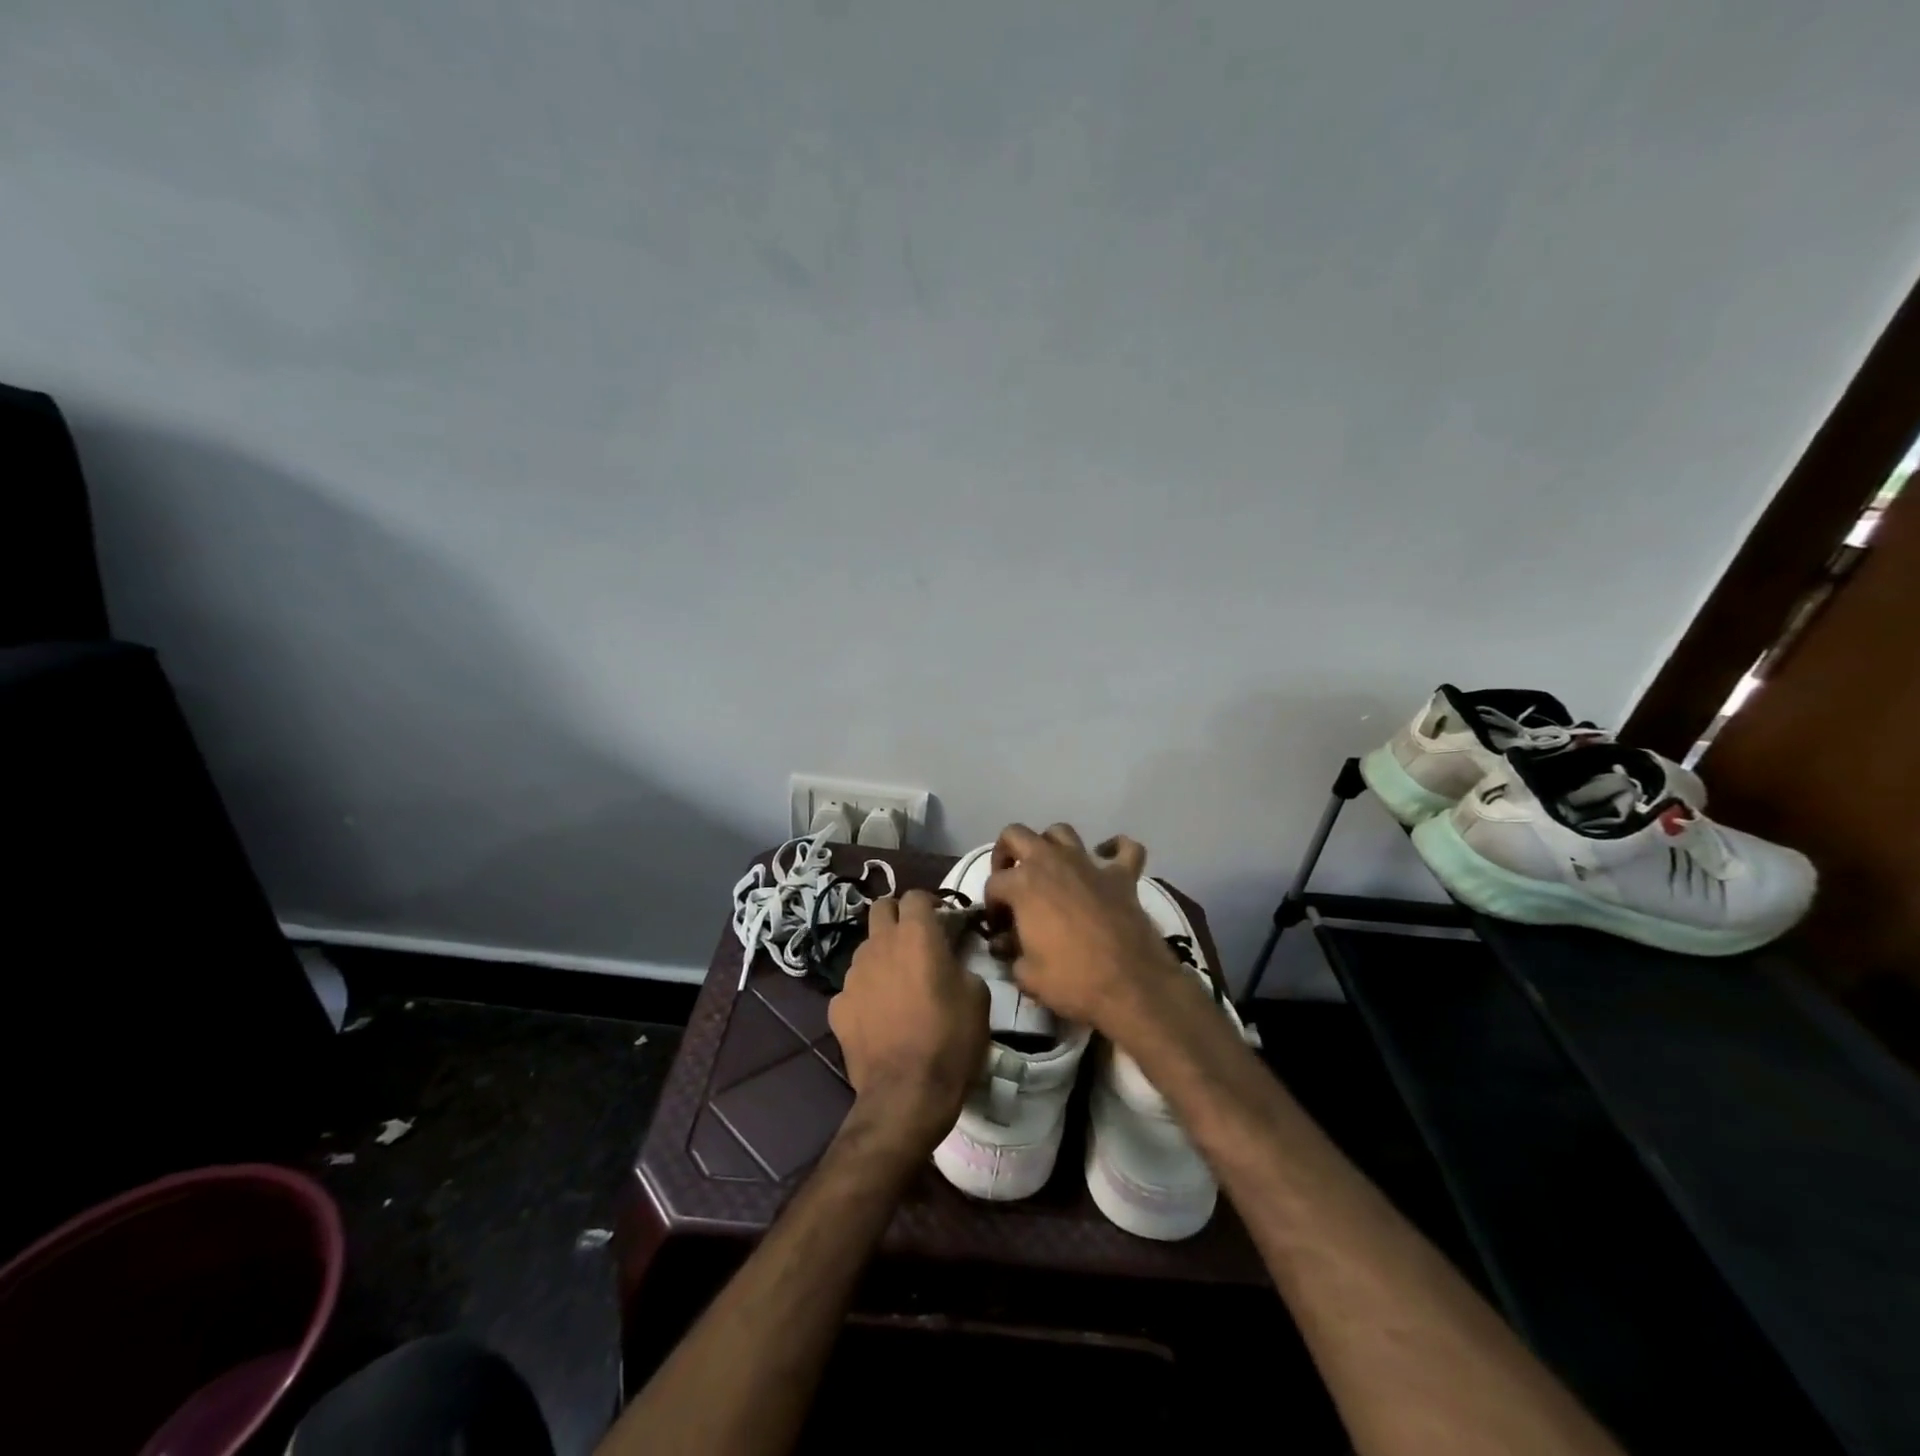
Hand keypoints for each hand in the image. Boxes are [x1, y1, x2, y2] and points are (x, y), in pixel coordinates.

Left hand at [829, 890, 988, 1152]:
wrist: (906, 1094)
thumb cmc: (951, 1040)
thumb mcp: (978, 997)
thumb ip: (960, 964)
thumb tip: (949, 962)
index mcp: (916, 935)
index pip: (916, 895)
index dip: (931, 903)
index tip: (944, 920)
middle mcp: (879, 944)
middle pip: (881, 908)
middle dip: (898, 915)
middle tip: (917, 939)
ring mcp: (853, 975)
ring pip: (866, 947)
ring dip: (882, 954)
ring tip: (899, 983)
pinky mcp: (837, 1005)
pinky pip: (853, 986)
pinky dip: (867, 992)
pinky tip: (879, 1015)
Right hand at [983, 823, 1180, 1029]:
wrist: (1130, 986)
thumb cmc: (1072, 980)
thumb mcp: (1026, 975)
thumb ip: (1011, 954)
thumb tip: (1006, 945)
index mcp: (1023, 884)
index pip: (994, 884)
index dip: (991, 906)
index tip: (999, 928)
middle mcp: (1052, 862)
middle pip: (1017, 835)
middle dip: (1006, 853)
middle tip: (1010, 881)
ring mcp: (1089, 865)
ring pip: (1062, 832)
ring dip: (1051, 845)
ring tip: (1050, 869)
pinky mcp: (1123, 876)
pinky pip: (1125, 848)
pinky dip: (1116, 849)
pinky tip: (1108, 859)